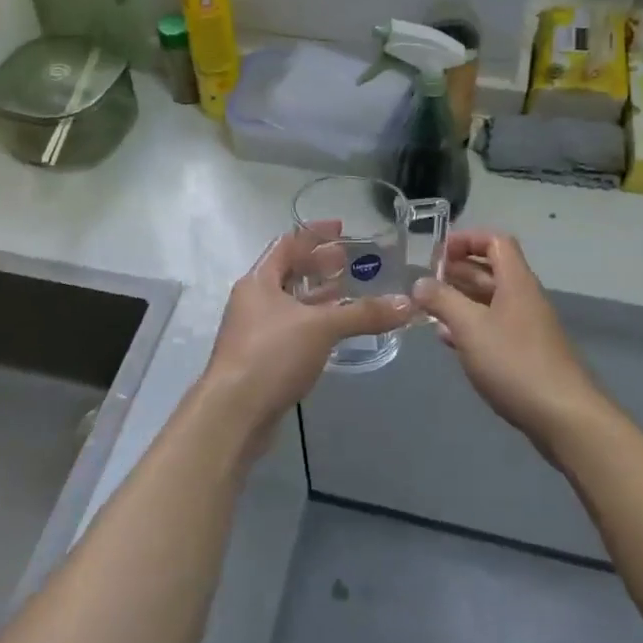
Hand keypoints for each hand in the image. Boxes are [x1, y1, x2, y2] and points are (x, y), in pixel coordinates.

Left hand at [197, 224, 413, 454]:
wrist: (234, 413)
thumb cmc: (271, 355)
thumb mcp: (321, 327)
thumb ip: (363, 314)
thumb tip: (408, 305)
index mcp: (258, 281)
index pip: (286, 244)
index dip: (313, 234)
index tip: (341, 228)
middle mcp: (252, 300)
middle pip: (287, 272)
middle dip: (317, 265)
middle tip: (350, 261)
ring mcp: (254, 330)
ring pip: (290, 302)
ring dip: (316, 296)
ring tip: (348, 291)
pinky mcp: (261, 358)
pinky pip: (291, 328)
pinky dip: (313, 322)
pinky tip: (334, 330)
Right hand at [415, 230, 604, 451]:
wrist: (563, 416)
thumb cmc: (515, 362)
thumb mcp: (470, 327)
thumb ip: (442, 301)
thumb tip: (420, 282)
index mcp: (516, 282)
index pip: (495, 242)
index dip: (467, 239)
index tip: (437, 252)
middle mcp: (523, 298)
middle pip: (491, 271)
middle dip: (458, 270)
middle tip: (426, 281)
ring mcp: (526, 327)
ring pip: (490, 301)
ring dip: (461, 299)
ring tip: (429, 307)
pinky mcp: (525, 354)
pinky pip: (493, 327)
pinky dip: (470, 326)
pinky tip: (448, 339)